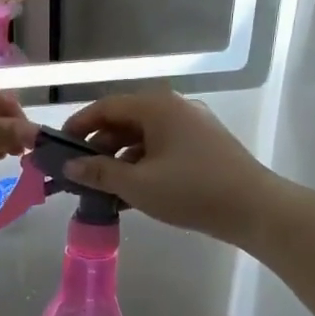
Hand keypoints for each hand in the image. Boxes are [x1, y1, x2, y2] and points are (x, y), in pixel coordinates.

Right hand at [60, 89, 280, 244]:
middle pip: (124, 121)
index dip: (79, 126)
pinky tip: (130, 194)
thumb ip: (99, 172)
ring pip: (143, 138)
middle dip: (98, 147)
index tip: (59, 148)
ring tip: (100, 188)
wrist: (255, 208)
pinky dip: (142, 166)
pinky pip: (162, 149)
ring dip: (119, 160)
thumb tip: (69, 165)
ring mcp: (192, 127)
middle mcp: (174, 108)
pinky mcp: (203, 147)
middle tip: (77, 173)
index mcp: (157, 107)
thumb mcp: (137, 184)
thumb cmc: (191, 191)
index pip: (106, 107)